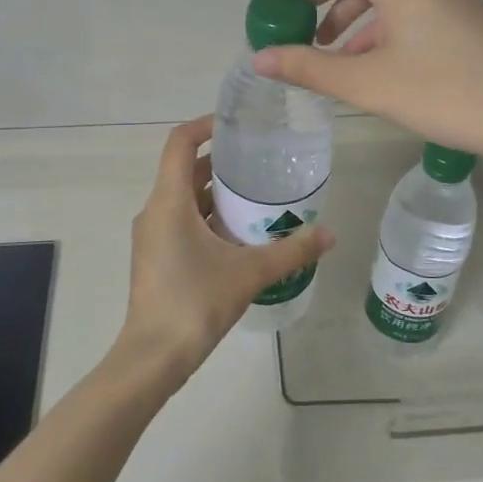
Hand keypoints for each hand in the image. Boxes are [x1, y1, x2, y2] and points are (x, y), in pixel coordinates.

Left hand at [116, 115, 336, 390]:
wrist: (153, 357)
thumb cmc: (195, 303)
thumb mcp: (250, 273)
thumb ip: (291, 250)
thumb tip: (330, 234)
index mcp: (169, 201)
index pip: (180, 142)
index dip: (206, 124)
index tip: (238, 124)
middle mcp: (155, 211)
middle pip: (184, 169)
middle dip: (220, 161)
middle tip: (259, 160)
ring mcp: (152, 236)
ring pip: (183, 198)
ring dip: (215, 192)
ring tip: (256, 195)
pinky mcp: (156, 257)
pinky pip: (181, 221)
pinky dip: (207, 217)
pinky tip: (239, 234)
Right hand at [247, 0, 482, 168]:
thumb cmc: (446, 93)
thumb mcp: (369, 83)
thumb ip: (309, 67)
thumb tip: (261, 59)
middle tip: (281, 21)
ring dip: (343, 15)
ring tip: (317, 49)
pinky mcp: (459, 8)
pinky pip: (402, 5)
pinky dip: (373, 25)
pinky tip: (359, 58)